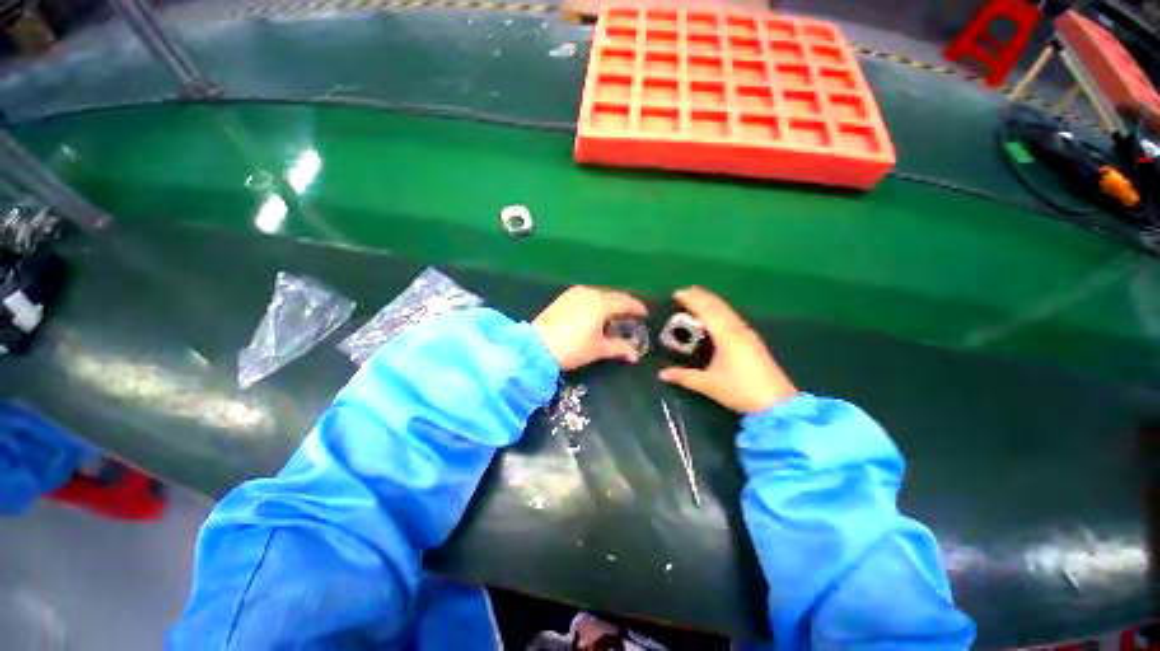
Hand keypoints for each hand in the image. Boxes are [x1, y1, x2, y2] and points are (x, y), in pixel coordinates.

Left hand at [533, 286, 648, 370]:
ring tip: (614, 314)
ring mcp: (575, 293)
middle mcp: (590, 293)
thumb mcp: (598, 349)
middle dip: (625, 304)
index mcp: (602, 303)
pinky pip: (586, 295)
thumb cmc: (573, 348)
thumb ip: (619, 348)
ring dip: (609, 302)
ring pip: (599, 294)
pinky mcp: (563, 297)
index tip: (645, 314)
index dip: (638, 308)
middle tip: (631, 315)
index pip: (626, 302)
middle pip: (613, 295)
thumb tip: (635, 355)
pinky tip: (594, 312)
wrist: (537, 346)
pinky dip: (595, 301)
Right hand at [658, 286, 796, 413]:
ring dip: (711, 301)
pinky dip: (720, 310)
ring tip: (698, 297)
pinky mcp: (752, 340)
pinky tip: (717, 314)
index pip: (706, 311)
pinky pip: (732, 317)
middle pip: (718, 306)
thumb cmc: (740, 390)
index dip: (692, 300)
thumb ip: (684, 377)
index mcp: (726, 335)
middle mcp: (738, 329)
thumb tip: (661, 374)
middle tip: (685, 291)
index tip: (677, 293)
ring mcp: (747, 334)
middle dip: (701, 296)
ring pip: (727, 310)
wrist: (776, 403)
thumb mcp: (708, 384)